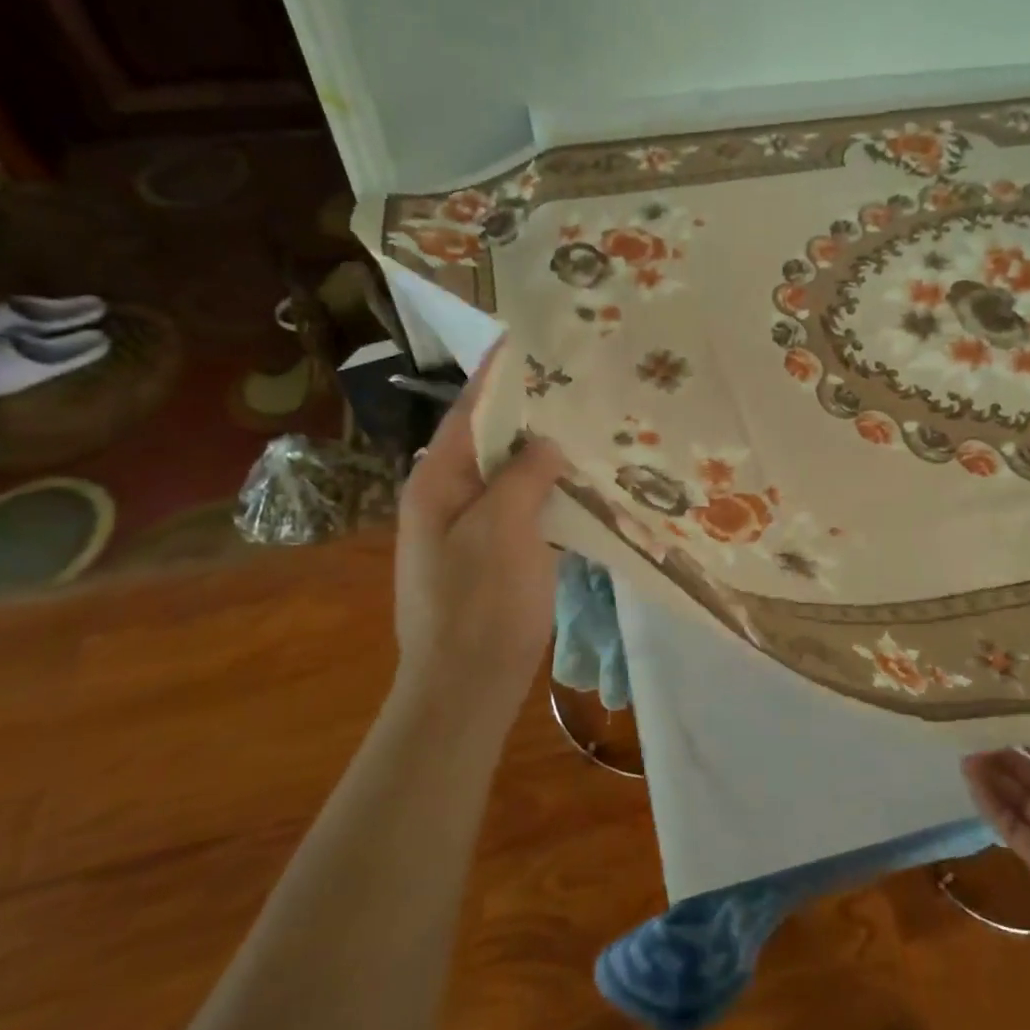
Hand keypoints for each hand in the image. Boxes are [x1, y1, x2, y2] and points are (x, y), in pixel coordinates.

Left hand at [393, 350, 566, 733]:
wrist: (465, 689)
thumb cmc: (479, 607)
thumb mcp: (502, 531)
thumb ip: (523, 476)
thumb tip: (547, 442)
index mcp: (438, 480)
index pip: (471, 410)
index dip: (501, 374)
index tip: (532, 340)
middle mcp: (450, 495)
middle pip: (493, 438)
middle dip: (533, 410)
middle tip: (581, 380)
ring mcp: (473, 527)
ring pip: (512, 473)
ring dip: (546, 451)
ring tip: (591, 421)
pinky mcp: (496, 552)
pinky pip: (525, 506)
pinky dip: (551, 489)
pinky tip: (586, 480)